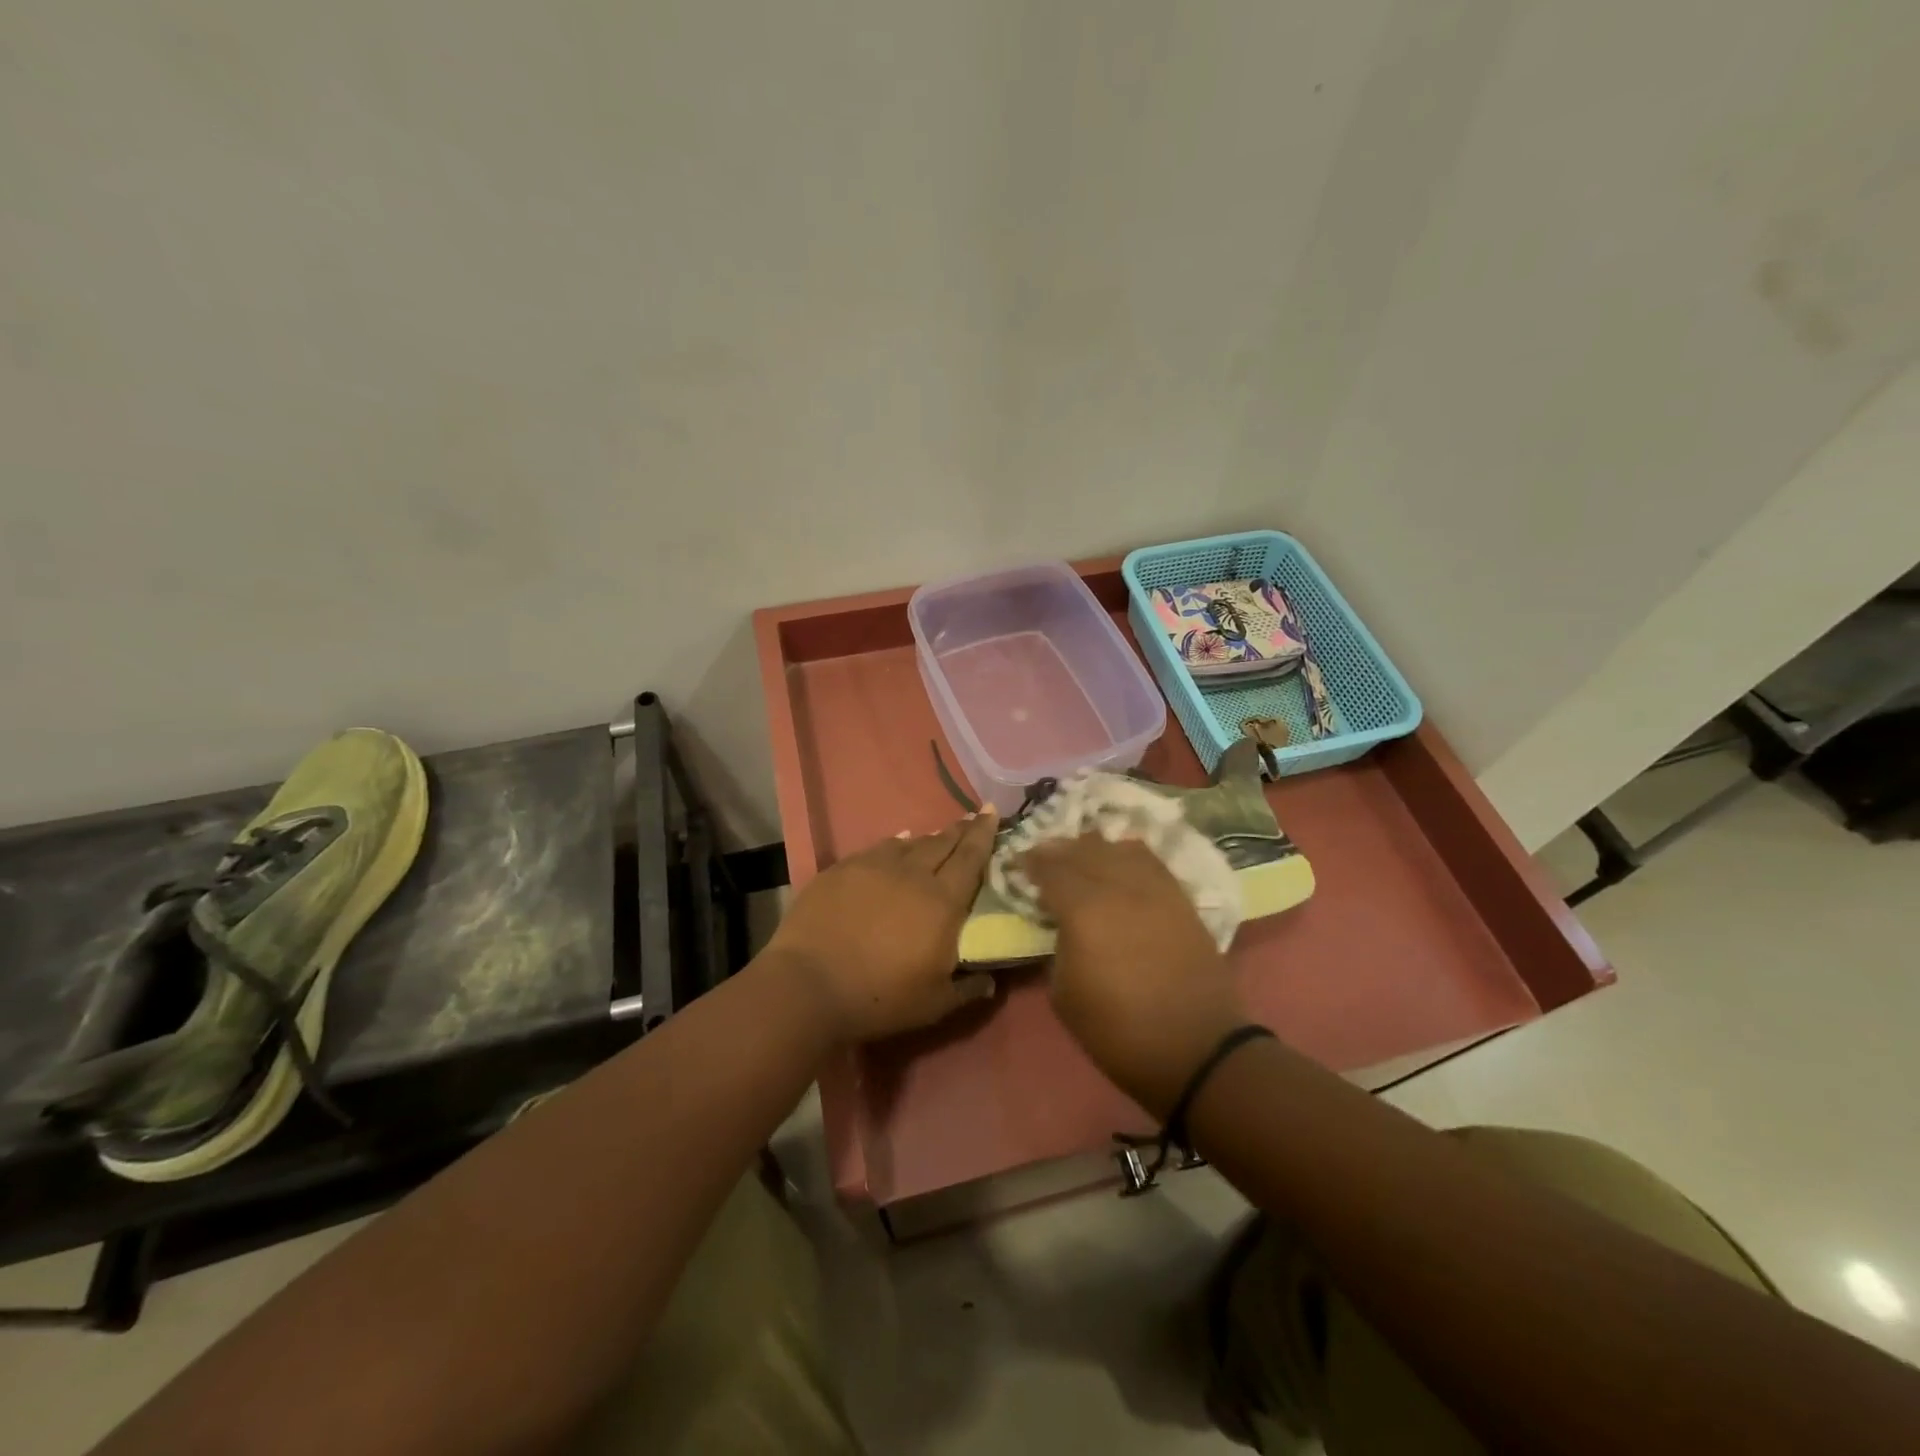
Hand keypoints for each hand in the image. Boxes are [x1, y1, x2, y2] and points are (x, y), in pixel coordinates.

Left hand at [765, 810, 999, 1042]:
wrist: (809, 985)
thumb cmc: (879, 997)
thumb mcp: (934, 1004)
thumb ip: (967, 988)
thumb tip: (990, 980)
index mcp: (942, 902)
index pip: (971, 858)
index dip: (984, 833)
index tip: (992, 811)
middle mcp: (912, 874)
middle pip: (942, 843)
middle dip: (961, 830)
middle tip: (973, 817)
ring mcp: (874, 866)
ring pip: (909, 843)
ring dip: (928, 838)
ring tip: (938, 836)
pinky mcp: (842, 869)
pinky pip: (877, 848)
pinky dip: (894, 844)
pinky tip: (896, 843)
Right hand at [1022, 834, 1249, 1116]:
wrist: (1196, 1048)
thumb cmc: (1119, 1030)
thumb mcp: (1063, 994)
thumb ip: (1058, 946)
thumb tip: (1062, 926)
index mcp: (1083, 909)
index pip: (1050, 868)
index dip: (1030, 861)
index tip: (1017, 862)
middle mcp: (1118, 886)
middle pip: (1083, 850)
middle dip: (1058, 850)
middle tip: (1043, 857)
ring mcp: (1154, 888)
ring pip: (1118, 848)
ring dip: (1093, 848)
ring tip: (1080, 857)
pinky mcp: (1180, 898)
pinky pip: (1149, 860)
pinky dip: (1127, 855)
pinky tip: (1119, 861)